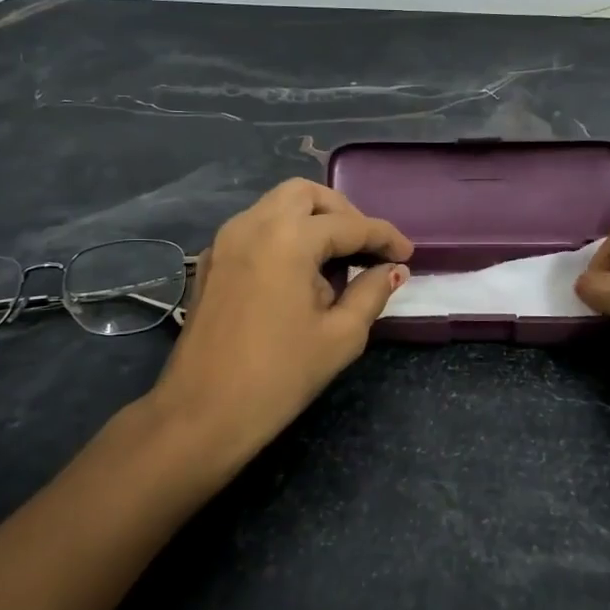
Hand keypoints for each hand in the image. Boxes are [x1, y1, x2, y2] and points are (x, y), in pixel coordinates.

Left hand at [146, 178, 411, 478]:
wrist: (202, 414)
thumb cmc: (280, 376)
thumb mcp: (341, 336)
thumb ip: (371, 292)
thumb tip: (393, 270)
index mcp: (288, 239)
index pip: (350, 225)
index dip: (385, 238)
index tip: (407, 255)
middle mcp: (253, 225)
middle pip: (306, 195)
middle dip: (343, 213)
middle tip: (366, 246)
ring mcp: (226, 240)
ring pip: (277, 205)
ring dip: (312, 220)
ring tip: (336, 258)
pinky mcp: (212, 261)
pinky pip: (255, 227)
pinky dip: (284, 234)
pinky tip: (299, 272)